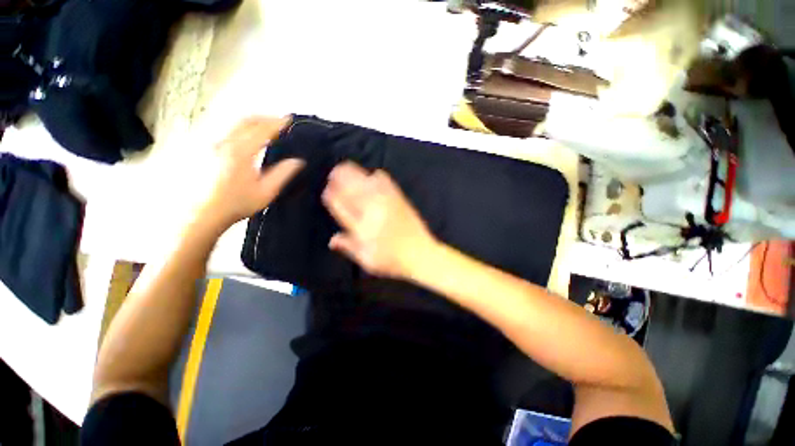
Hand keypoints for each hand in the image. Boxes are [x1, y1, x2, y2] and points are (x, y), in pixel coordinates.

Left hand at [196, 116, 303, 231]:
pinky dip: (242, 129)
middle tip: (279, 121)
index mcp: (241, 152)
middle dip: (264, 118)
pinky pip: (227, 131)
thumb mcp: (266, 191)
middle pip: (246, 121)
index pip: (262, 130)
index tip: (289, 120)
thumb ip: (283, 173)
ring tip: (266, 126)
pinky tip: (248, 137)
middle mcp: (225, 143)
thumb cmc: (238, 203)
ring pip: (234, 124)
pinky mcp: (207, 150)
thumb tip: (299, 161)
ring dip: (253, 122)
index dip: (277, 123)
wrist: (204, 213)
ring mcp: (213, 145)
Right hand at [321, 162, 436, 278]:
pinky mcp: (399, 199)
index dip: (332, 195)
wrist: (420, 253)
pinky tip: (374, 174)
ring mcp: (387, 202)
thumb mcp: (366, 260)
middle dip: (340, 178)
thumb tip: (332, 239)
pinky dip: (377, 175)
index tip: (328, 189)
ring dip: (355, 173)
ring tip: (347, 168)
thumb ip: (348, 247)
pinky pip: (386, 181)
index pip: (341, 205)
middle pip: (352, 188)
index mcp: (361, 226)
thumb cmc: (391, 260)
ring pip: (366, 181)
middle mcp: (372, 210)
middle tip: (334, 173)